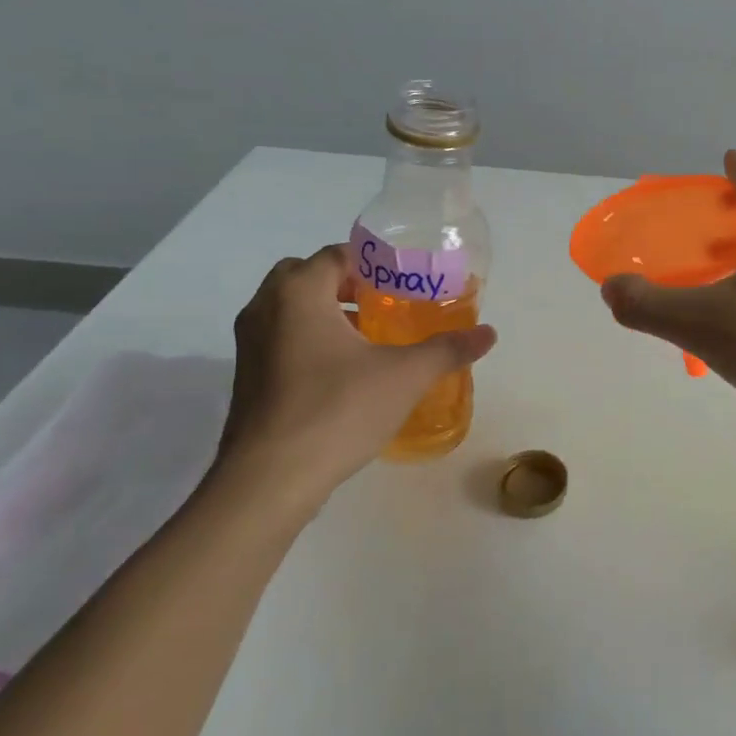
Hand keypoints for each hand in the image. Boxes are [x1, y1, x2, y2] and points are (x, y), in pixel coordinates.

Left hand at [216, 246, 497, 503]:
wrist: (269, 480)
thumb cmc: (337, 410)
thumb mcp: (405, 376)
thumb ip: (447, 349)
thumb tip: (489, 334)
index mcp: (298, 293)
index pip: (335, 255)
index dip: (372, 262)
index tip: (403, 280)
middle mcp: (265, 308)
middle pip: (305, 276)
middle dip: (344, 284)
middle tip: (384, 303)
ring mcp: (248, 345)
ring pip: (289, 310)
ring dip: (324, 313)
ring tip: (369, 337)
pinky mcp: (246, 378)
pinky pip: (280, 340)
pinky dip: (308, 340)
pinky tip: (343, 373)